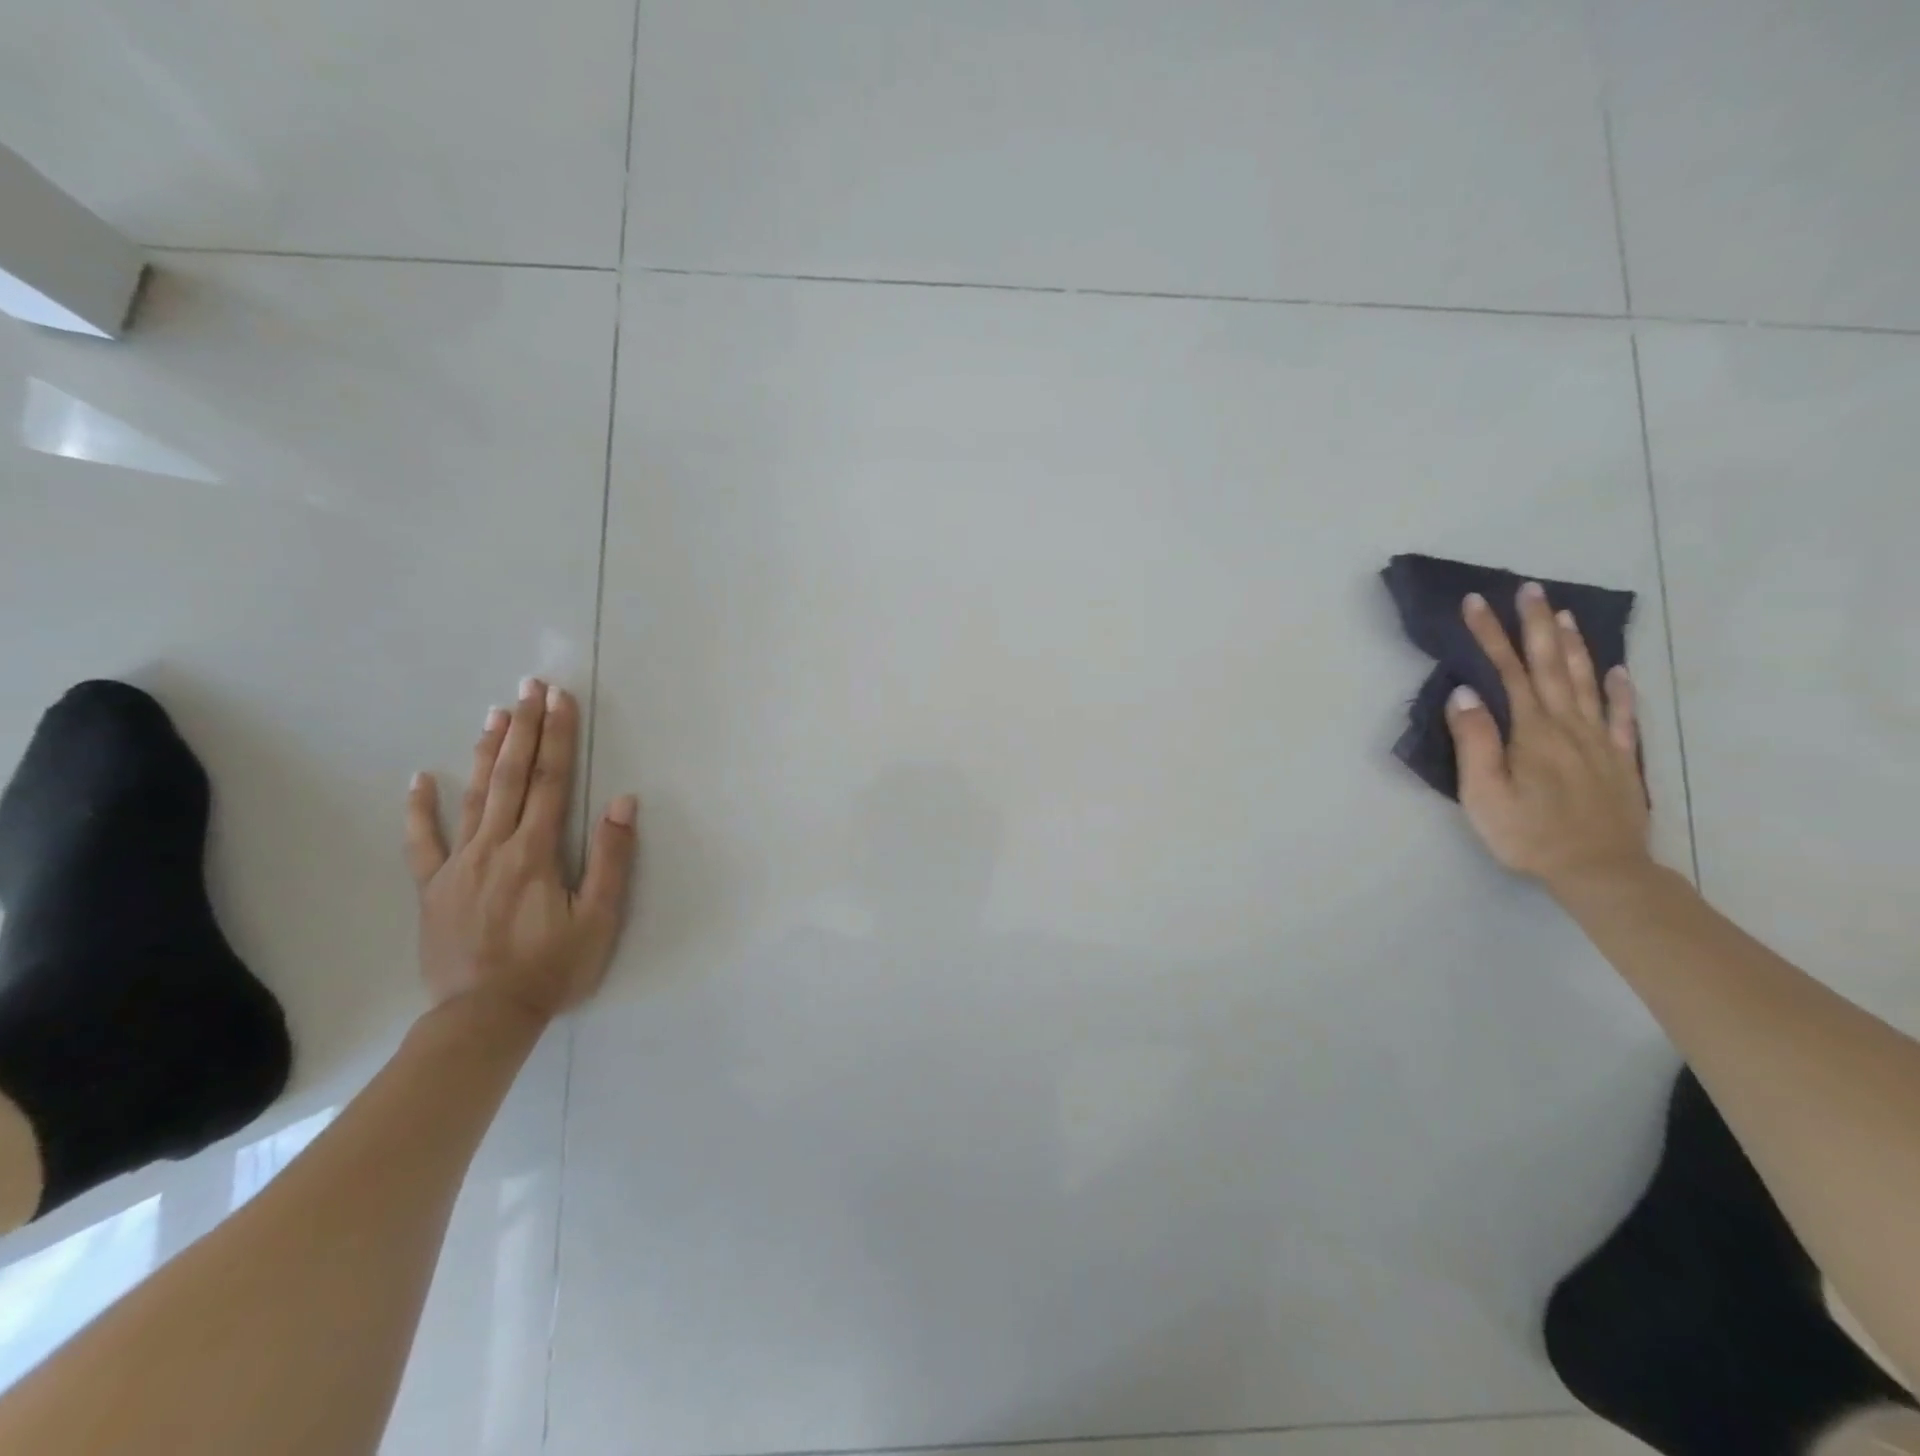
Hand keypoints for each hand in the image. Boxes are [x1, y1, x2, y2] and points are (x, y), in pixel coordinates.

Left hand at [404, 678, 637, 1021]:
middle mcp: (494, 847)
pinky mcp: (433, 888)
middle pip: (510, 776)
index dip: (557, 737)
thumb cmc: (553, 968)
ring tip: (495, 713)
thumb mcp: (599, 917)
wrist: (485, 1017)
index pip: (549, 781)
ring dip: (484, 752)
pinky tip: (418, 779)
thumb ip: (610, 858)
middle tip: (529, 687)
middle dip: (524, 728)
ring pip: (472, 797)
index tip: (561, 699)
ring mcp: (457, 865)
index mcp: (535, 851)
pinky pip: (422, 842)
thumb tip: (621, 801)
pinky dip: (419, 809)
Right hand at [1446, 582, 1651, 892]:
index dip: (1491, 635)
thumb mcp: (1484, 793)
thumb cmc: (1529, 834)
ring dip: (1574, 645)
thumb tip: (1465, 693)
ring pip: (1587, 681)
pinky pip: (1623, 716)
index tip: (1476, 603)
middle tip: (1530, 589)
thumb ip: (1475, 741)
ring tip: (1564, 615)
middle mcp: (1568, 725)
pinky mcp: (1620, 761)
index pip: (1508, 671)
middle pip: (1552, 665)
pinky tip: (1617, 671)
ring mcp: (1599, 741)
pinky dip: (1620, 689)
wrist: (1600, 872)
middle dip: (1536, 625)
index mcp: (1532, 731)